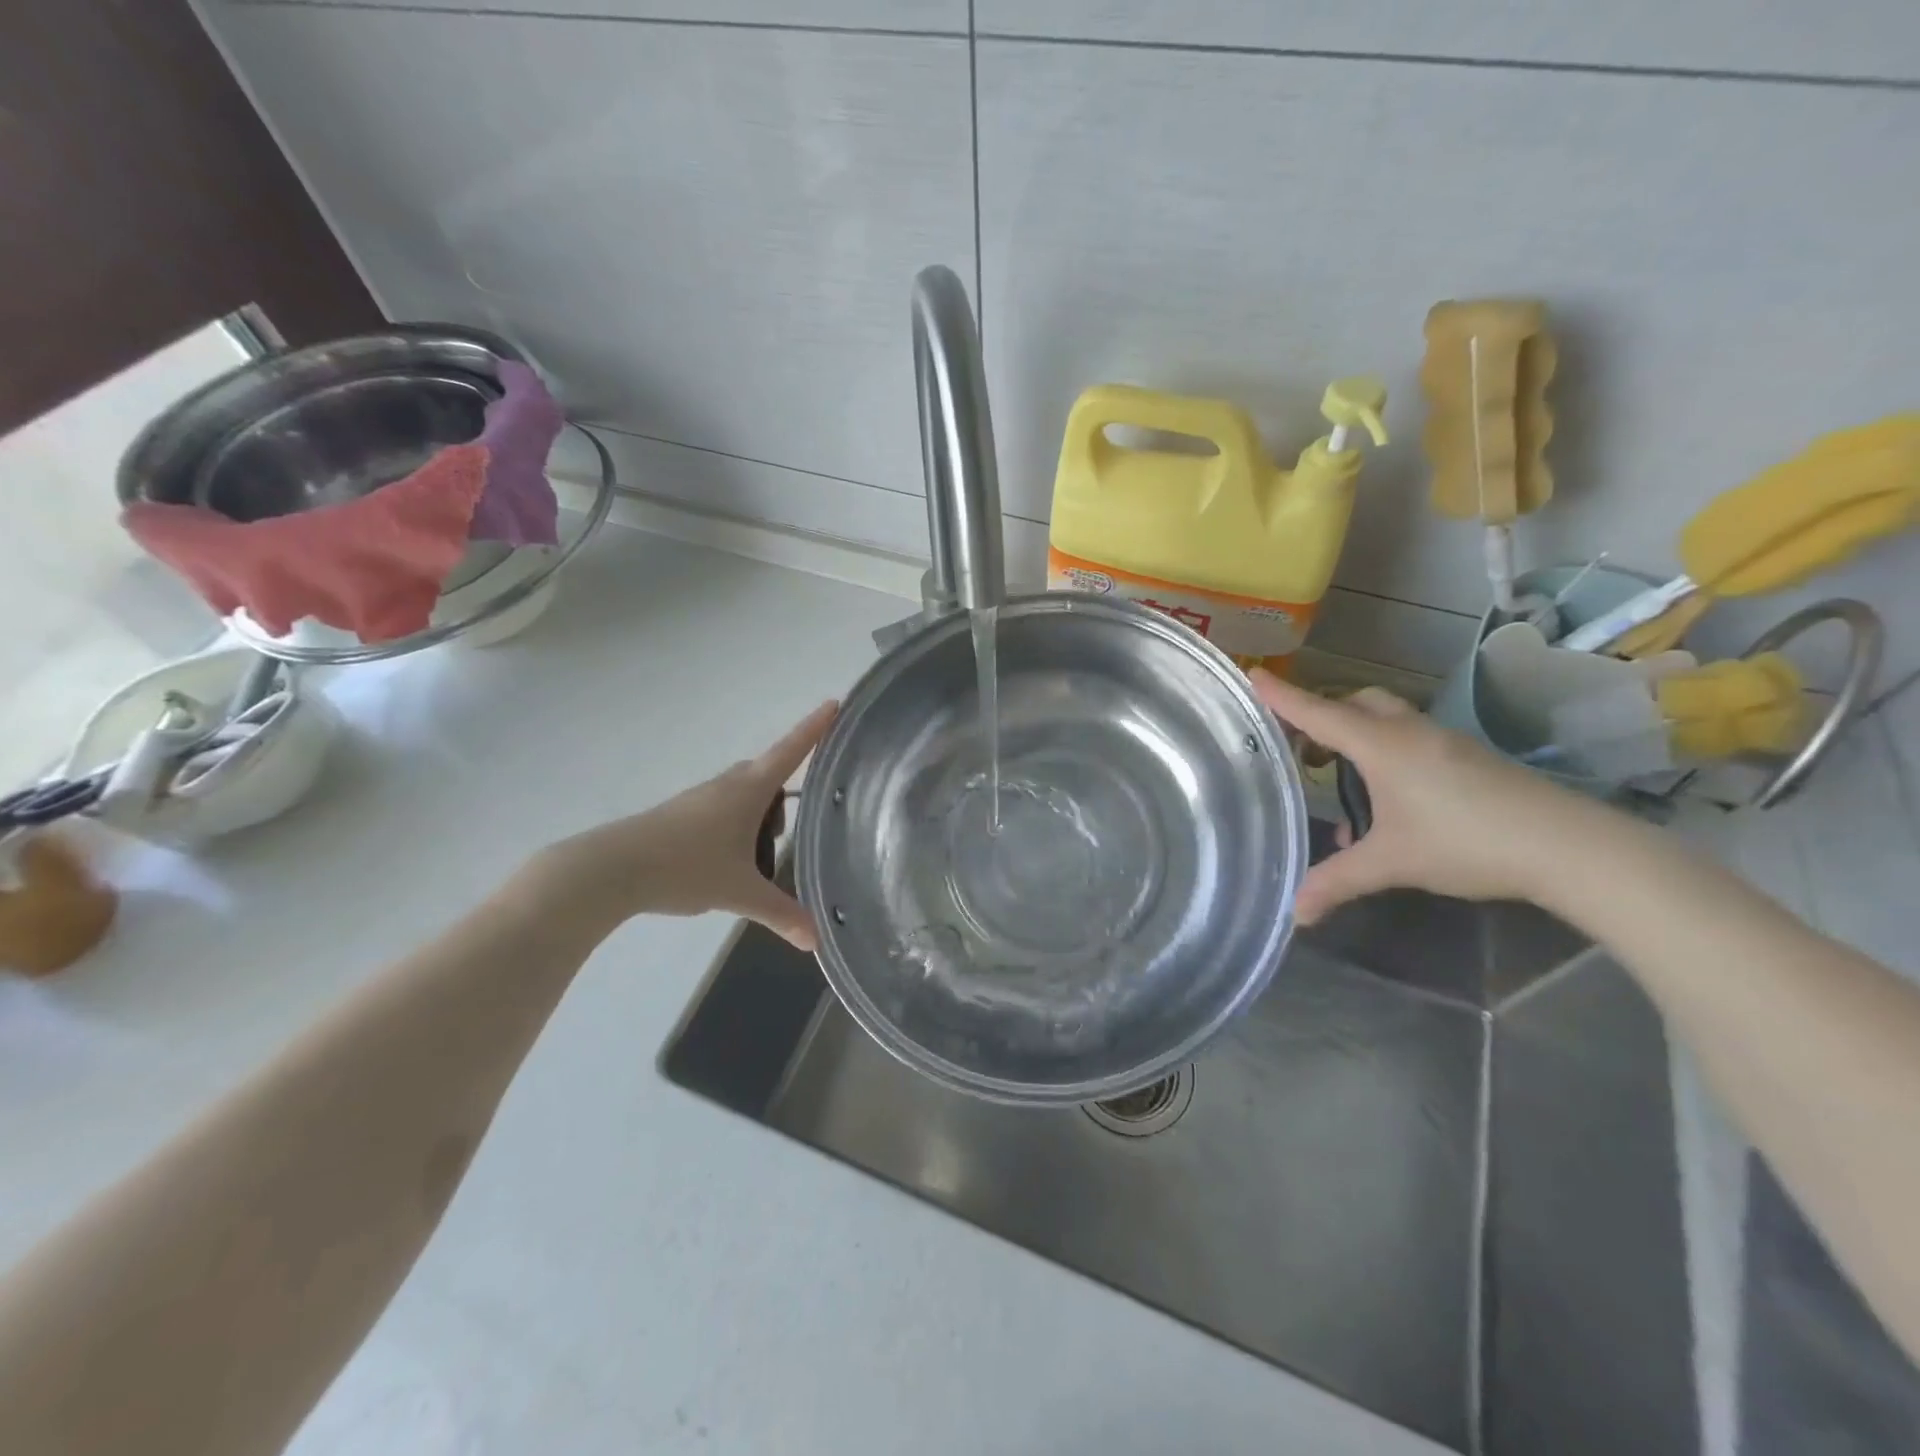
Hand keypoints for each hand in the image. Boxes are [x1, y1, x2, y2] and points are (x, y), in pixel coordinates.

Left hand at [531, 701, 837, 948]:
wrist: (612, 869)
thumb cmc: (684, 867)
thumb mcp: (739, 892)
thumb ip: (780, 914)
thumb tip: (815, 941)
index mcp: (749, 790)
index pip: (791, 750)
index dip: (815, 728)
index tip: (835, 703)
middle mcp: (728, 785)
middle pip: (769, 777)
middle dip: (783, 799)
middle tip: (785, 836)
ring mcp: (702, 798)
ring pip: (745, 797)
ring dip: (758, 820)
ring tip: (755, 861)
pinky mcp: (683, 815)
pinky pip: (724, 812)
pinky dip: (736, 830)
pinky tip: (727, 864)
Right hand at [1251, 670, 1584, 924]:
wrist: (1568, 847)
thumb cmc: (1466, 842)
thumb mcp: (1392, 863)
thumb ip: (1338, 881)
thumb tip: (1295, 914)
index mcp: (1382, 745)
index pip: (1319, 713)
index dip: (1283, 696)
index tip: (1253, 673)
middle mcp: (1410, 732)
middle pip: (1357, 703)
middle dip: (1325, 715)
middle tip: (1303, 745)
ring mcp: (1445, 742)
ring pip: (1388, 720)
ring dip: (1358, 737)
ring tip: (1343, 780)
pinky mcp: (1470, 758)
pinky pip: (1412, 740)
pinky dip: (1387, 755)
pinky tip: (1390, 803)